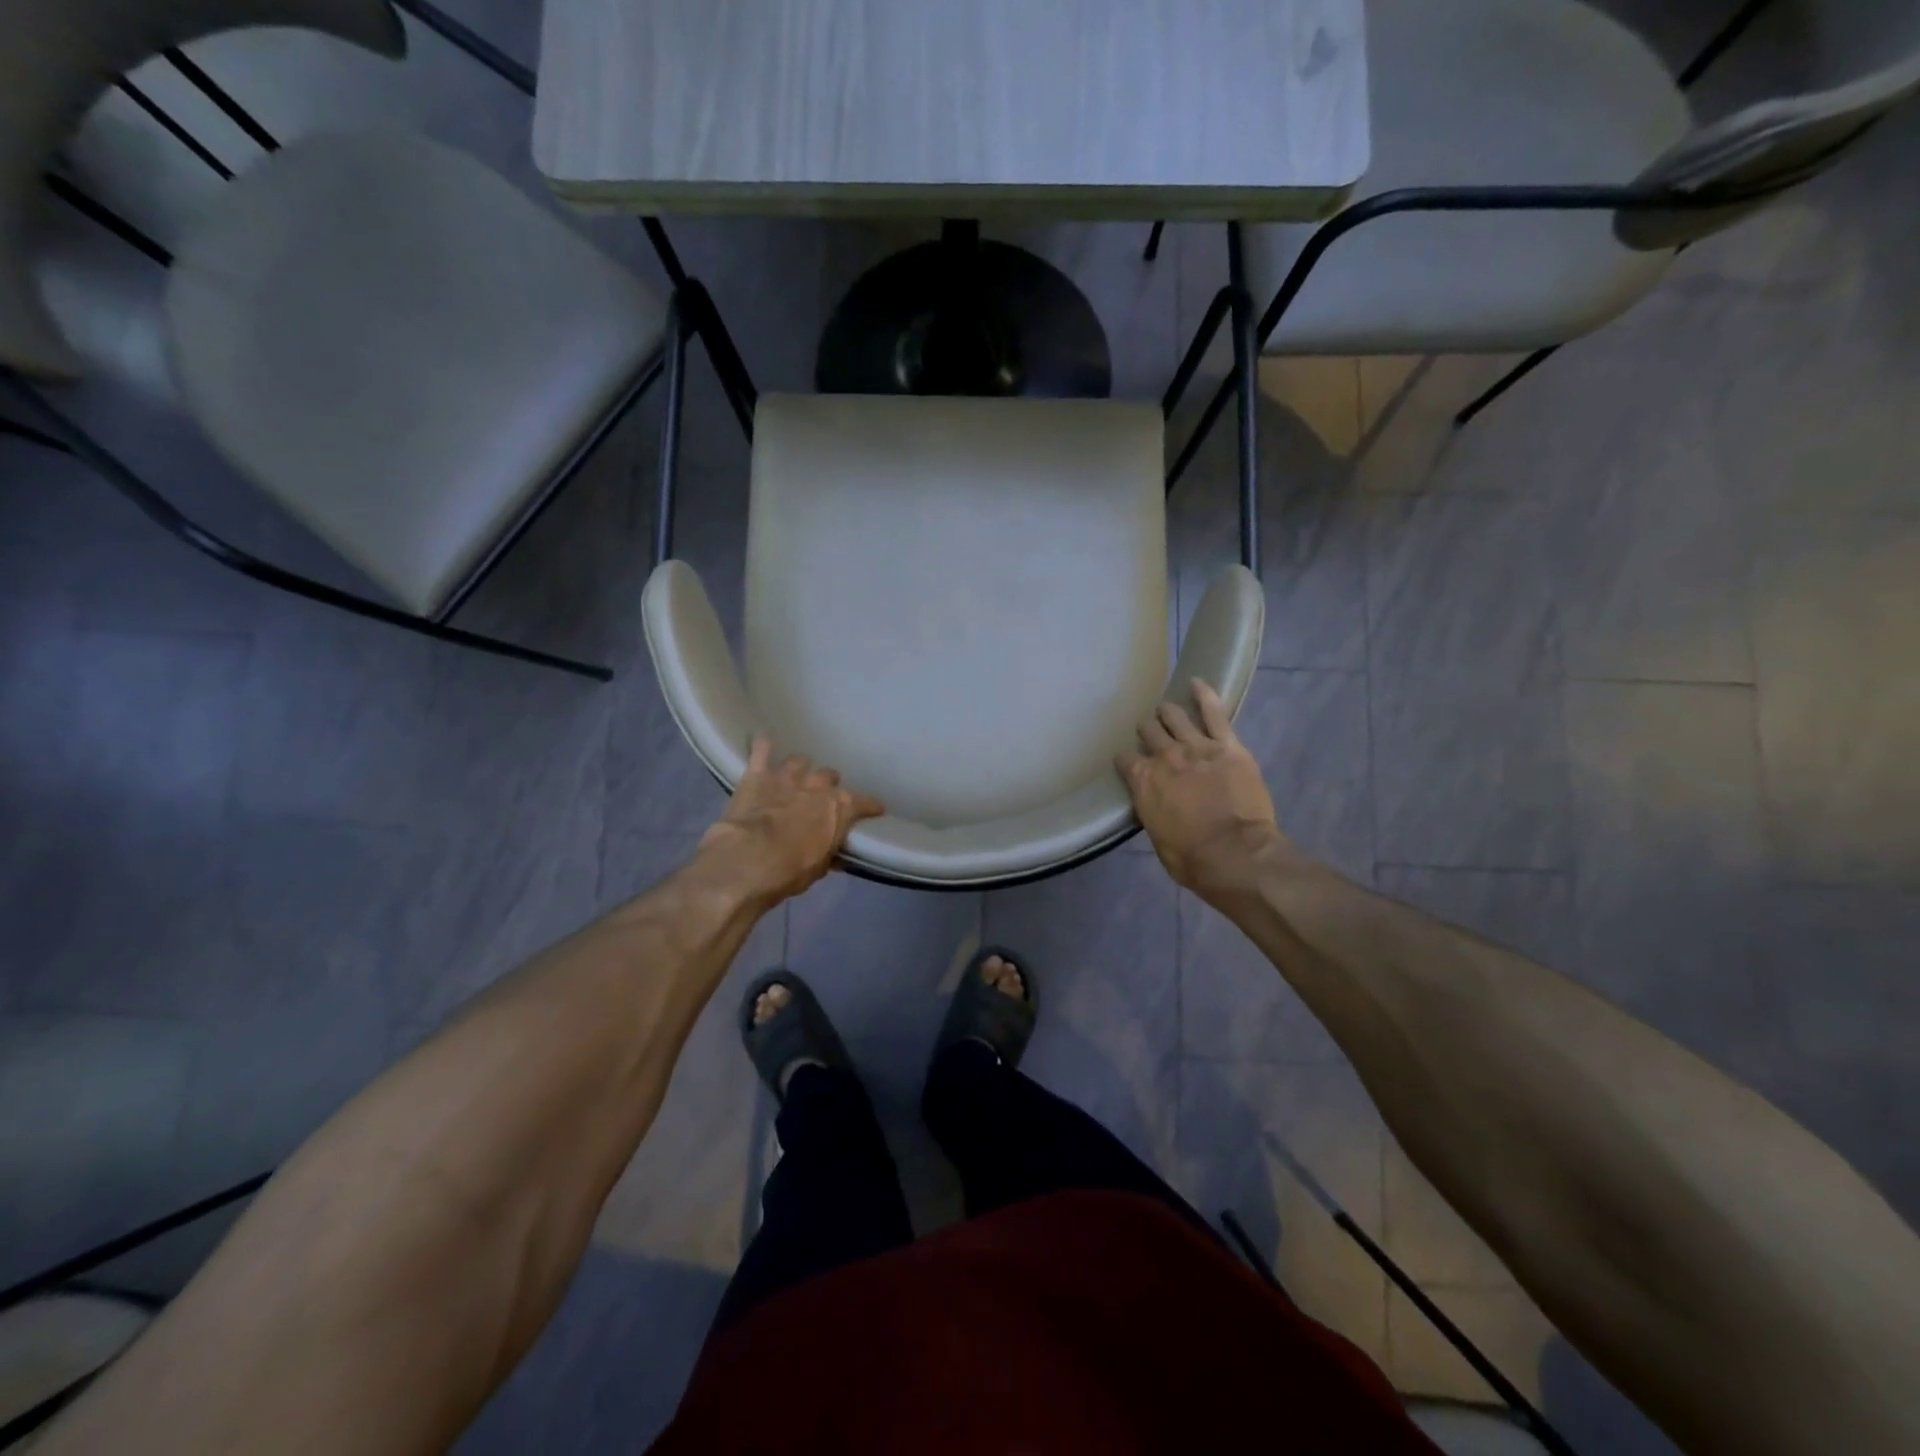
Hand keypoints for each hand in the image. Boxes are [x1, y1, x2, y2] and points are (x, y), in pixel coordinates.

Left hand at [697, 736, 884, 903]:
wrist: (748, 860)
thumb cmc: (790, 870)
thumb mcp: (819, 867)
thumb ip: (829, 852)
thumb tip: (836, 852)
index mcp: (839, 808)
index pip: (864, 802)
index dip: (870, 806)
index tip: (874, 810)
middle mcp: (817, 785)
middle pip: (829, 776)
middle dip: (826, 785)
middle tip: (820, 797)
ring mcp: (787, 776)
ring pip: (800, 761)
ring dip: (799, 769)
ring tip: (794, 777)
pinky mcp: (758, 774)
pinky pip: (762, 749)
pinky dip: (764, 745)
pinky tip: (763, 741)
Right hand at [1116, 680, 1292, 900]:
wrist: (1236, 855)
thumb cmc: (1192, 859)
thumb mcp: (1159, 839)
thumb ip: (1153, 812)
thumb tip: (1153, 805)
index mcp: (1143, 782)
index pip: (1125, 760)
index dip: (1126, 760)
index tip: (1129, 763)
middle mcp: (1164, 758)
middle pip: (1149, 732)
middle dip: (1147, 731)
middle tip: (1150, 733)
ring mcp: (1196, 747)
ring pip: (1175, 717)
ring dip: (1169, 712)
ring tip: (1167, 709)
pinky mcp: (1227, 746)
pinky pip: (1214, 712)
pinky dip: (1205, 694)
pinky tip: (1197, 682)